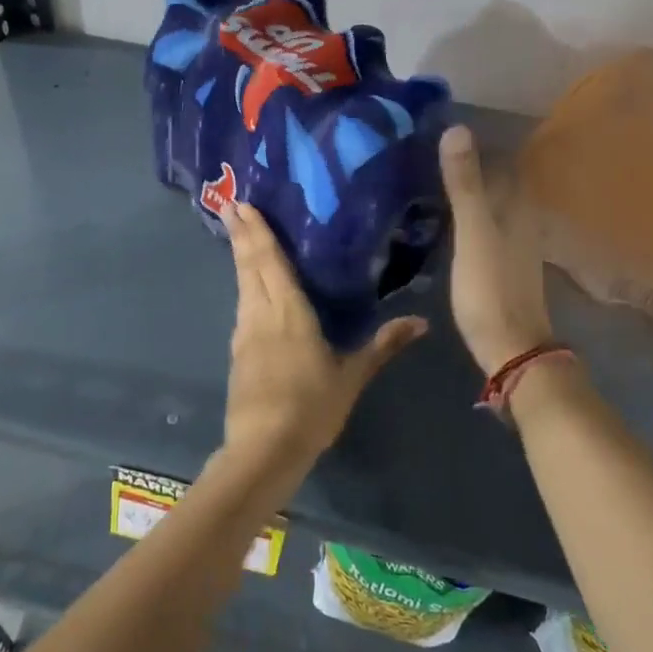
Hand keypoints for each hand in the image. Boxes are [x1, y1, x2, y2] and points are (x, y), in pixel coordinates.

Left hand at [218, 202, 425, 491]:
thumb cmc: (312, 407)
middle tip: (231, 205)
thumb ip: (382, 345)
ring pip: (242, 285)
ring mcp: (244, 333)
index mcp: (289, 311)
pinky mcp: (237, 352)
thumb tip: (421, 322)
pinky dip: (243, 286)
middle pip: (249, 266)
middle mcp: (261, 313)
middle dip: (241, 235)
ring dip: (239, 258)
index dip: (258, 231)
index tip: (242, 204)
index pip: (271, 261)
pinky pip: (242, 307)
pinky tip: (248, 290)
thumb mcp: (352, 376)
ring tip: (238, 236)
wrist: (264, 447)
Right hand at [439, 125, 553, 374]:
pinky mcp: (499, 264)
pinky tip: (444, 218)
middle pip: (496, 181)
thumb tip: (457, 128)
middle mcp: (520, 220)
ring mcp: (511, 244)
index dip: (479, 143)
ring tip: (429, 177)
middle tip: (428, 150)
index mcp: (517, 207)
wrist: (509, 346)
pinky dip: (465, 214)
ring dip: (467, 190)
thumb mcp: (473, 233)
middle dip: (470, 164)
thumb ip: (465, 185)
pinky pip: (482, 226)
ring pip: (490, 204)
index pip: (502, 161)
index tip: (443, 127)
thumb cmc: (490, 288)